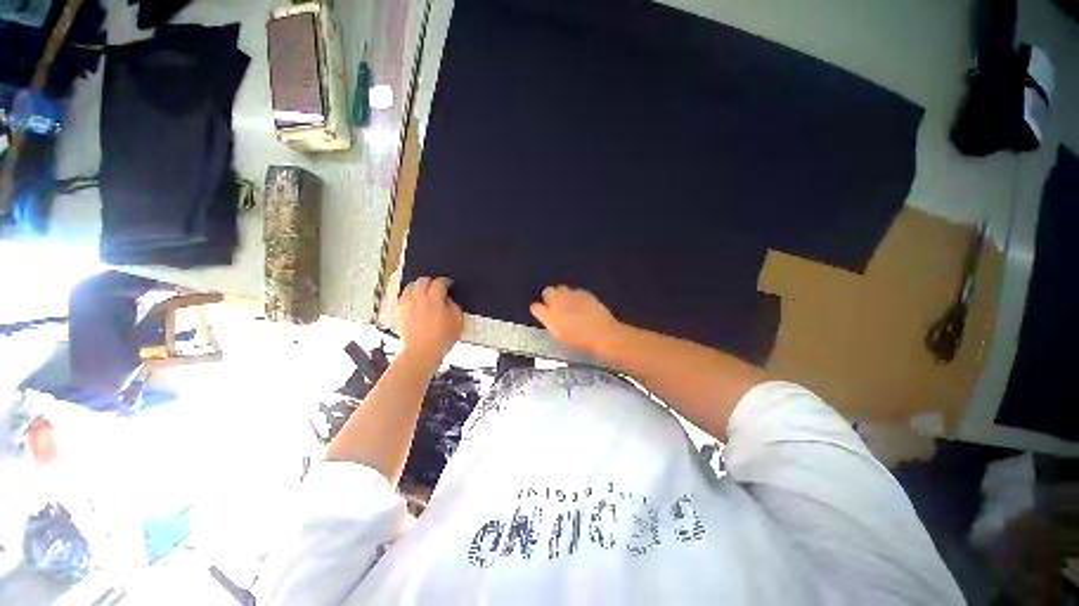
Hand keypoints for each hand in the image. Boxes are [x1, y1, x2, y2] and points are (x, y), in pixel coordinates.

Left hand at [398, 277, 463, 363]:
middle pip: (422, 281)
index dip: (446, 281)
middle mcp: (418, 299)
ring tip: (424, 292)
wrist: (421, 352)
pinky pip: (402, 298)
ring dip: (418, 286)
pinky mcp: (400, 313)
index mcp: (434, 299)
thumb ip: (454, 307)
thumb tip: (448, 300)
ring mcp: (407, 305)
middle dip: (431, 281)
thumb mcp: (457, 322)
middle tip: (437, 287)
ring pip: (410, 287)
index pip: (439, 282)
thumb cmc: (442, 338)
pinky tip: (414, 301)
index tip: (450, 284)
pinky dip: (409, 296)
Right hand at [530, 286, 624, 356]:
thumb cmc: (580, 341)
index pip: (535, 307)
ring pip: (561, 288)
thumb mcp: (560, 336)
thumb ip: (552, 324)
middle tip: (555, 306)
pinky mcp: (584, 292)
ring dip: (562, 294)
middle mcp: (557, 301)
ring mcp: (571, 295)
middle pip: (547, 292)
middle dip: (549, 297)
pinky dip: (575, 296)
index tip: (542, 314)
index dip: (538, 310)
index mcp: (549, 316)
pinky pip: (575, 291)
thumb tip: (550, 319)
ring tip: (568, 304)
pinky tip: (581, 305)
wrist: (602, 333)